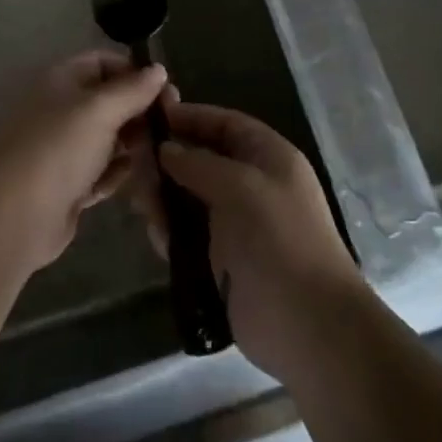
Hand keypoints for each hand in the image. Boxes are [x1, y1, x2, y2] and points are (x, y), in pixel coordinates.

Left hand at [0, 51, 166, 270]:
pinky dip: (120, 173)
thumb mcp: (100, 109)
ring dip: (134, 144)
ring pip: (107, 139)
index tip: (167, 90)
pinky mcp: (69, 186)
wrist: (16, 213)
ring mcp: (64, 150)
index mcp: (62, 81)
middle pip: (108, 102)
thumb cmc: (59, 147)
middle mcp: (62, 110)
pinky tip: (146, 178)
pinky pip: (102, 173)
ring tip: (167, 152)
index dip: (134, 72)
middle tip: (174, 125)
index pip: (103, 62)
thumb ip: (132, 90)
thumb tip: (159, 70)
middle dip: (139, 110)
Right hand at [128, 98, 361, 381]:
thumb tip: (165, 149)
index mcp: (269, 158)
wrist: (307, 324)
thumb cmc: (278, 239)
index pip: (225, 124)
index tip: (151, 116)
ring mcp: (236, 224)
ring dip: (164, 198)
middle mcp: (252, 185)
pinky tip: (156, 235)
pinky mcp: (221, 260)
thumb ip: (197, 162)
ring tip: (141, 205)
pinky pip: (187, 234)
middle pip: (201, 160)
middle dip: (168, 161)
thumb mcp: (239, 186)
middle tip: (134, 167)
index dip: (191, 117)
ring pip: (189, 198)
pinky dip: (170, 232)